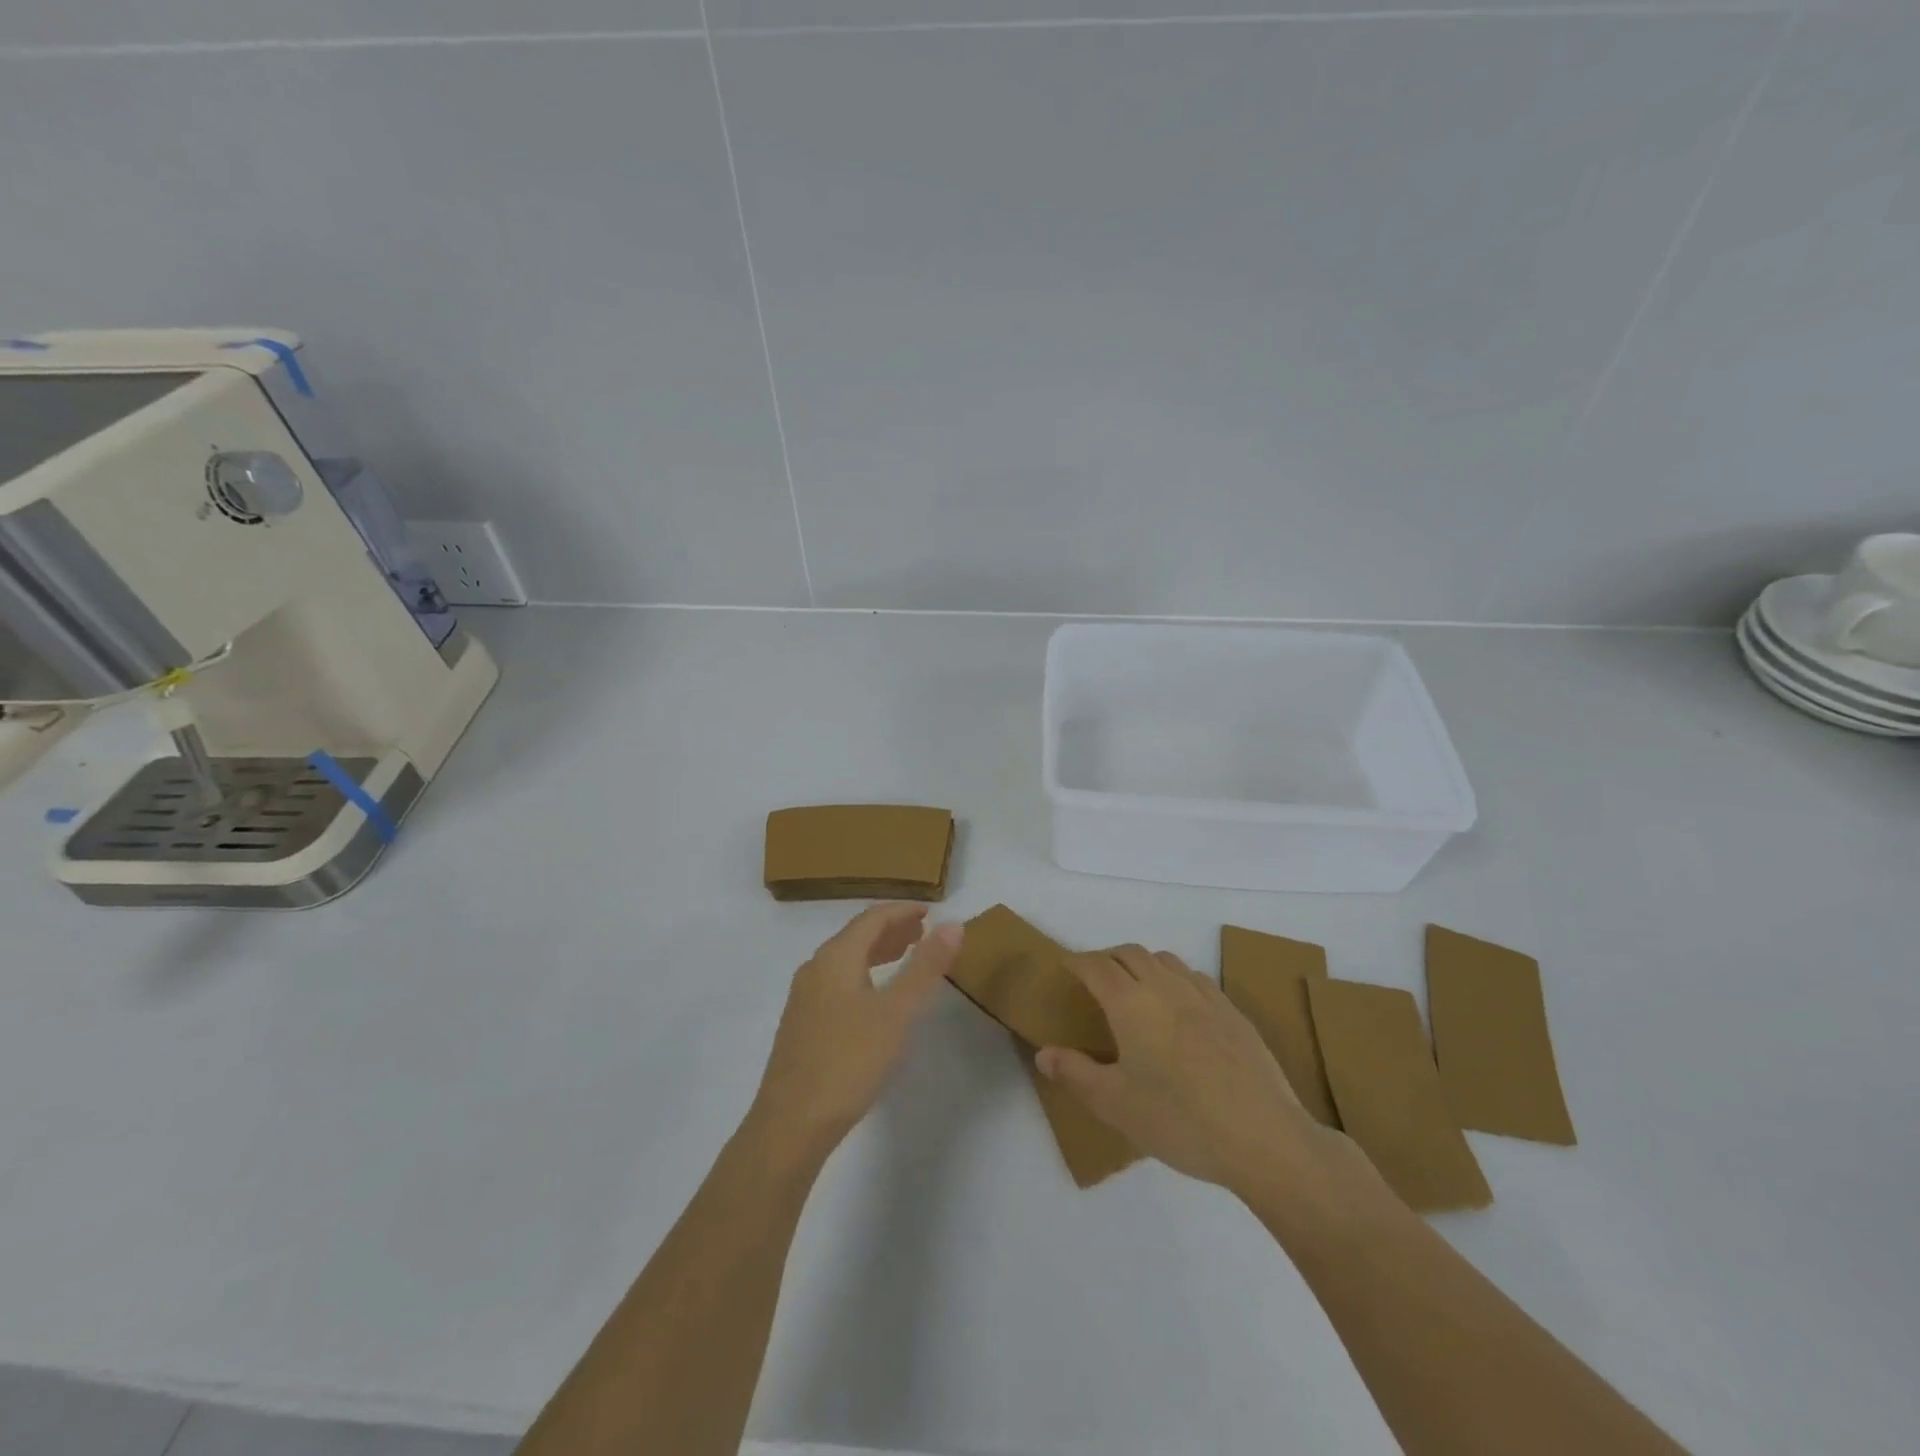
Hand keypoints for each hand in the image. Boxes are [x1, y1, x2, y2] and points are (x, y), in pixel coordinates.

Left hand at [746, 904, 963, 1166]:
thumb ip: (925, 967)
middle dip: (891, 930)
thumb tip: (953, 924)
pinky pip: (838, 982)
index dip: (902, 911)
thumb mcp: (897, 1013)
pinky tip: (876, 998)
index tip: (931, 912)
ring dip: (877, 952)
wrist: (790, 1125)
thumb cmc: (848, 1062)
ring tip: (906, 956)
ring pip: (846, 961)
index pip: (872, 918)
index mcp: (835, 958)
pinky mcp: (802, 1025)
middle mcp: (815, 969)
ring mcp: (804, 998)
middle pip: (857, 936)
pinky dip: (864, 975)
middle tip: (924, 933)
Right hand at [1036, 946, 1332, 1195]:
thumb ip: (1076, 1073)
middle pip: (1130, 953)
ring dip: (1142, 963)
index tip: (1065, 966)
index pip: (1096, 966)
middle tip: (1094, 979)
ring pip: (1165, 959)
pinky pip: (1195, 977)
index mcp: (1131, 1004)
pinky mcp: (1232, 1011)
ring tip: (1134, 988)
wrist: (1263, 1137)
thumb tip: (1043, 1052)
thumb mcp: (1116, 1105)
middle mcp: (1165, 987)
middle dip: (1107, 957)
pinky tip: (1179, 1006)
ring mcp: (1204, 996)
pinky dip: (1175, 978)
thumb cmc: (1180, 1121)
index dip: (1077, 961)